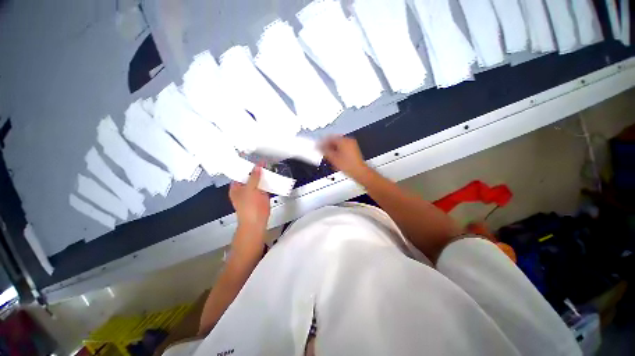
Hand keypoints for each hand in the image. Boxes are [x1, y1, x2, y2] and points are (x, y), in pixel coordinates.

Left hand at [229, 166, 269, 230]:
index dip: (245, 166)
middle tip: (262, 162)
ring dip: (263, 175)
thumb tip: (257, 167)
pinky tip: (272, 176)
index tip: (252, 159)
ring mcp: (254, 192)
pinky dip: (268, 181)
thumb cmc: (249, 210)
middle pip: (250, 176)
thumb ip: (254, 177)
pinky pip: (265, 185)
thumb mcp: (250, 190)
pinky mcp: (262, 195)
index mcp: (236, 187)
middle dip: (256, 169)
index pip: (240, 173)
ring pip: (258, 180)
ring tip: (268, 167)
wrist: (257, 222)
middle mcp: (244, 189)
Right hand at [320, 136, 368, 179]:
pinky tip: (335, 156)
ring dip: (332, 148)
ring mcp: (352, 145)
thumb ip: (325, 151)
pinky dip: (338, 150)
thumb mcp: (333, 158)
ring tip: (328, 154)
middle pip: (334, 140)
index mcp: (344, 140)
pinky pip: (343, 147)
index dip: (322, 142)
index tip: (318, 146)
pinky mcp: (354, 149)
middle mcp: (349, 140)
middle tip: (322, 150)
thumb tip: (319, 146)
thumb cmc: (349, 166)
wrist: (359, 171)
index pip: (330, 137)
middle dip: (328, 145)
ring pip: (339, 144)